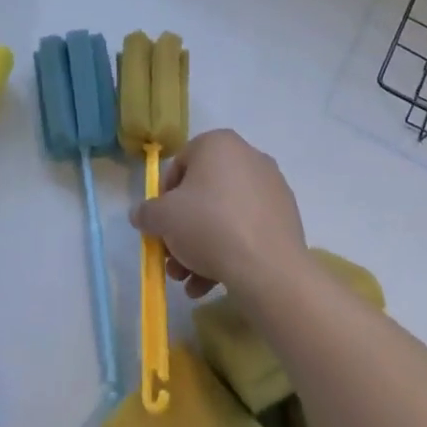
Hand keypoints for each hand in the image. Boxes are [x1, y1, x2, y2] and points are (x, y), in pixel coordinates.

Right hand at [131, 129, 308, 301]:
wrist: (268, 266)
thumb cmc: (209, 226)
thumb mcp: (163, 218)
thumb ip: (147, 212)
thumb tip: (142, 214)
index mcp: (219, 143)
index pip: (180, 165)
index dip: (164, 198)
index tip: (160, 226)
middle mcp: (249, 157)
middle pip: (203, 195)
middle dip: (183, 231)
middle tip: (172, 260)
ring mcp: (271, 187)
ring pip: (224, 216)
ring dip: (201, 248)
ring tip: (189, 281)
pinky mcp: (285, 217)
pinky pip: (247, 229)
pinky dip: (228, 252)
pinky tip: (212, 283)